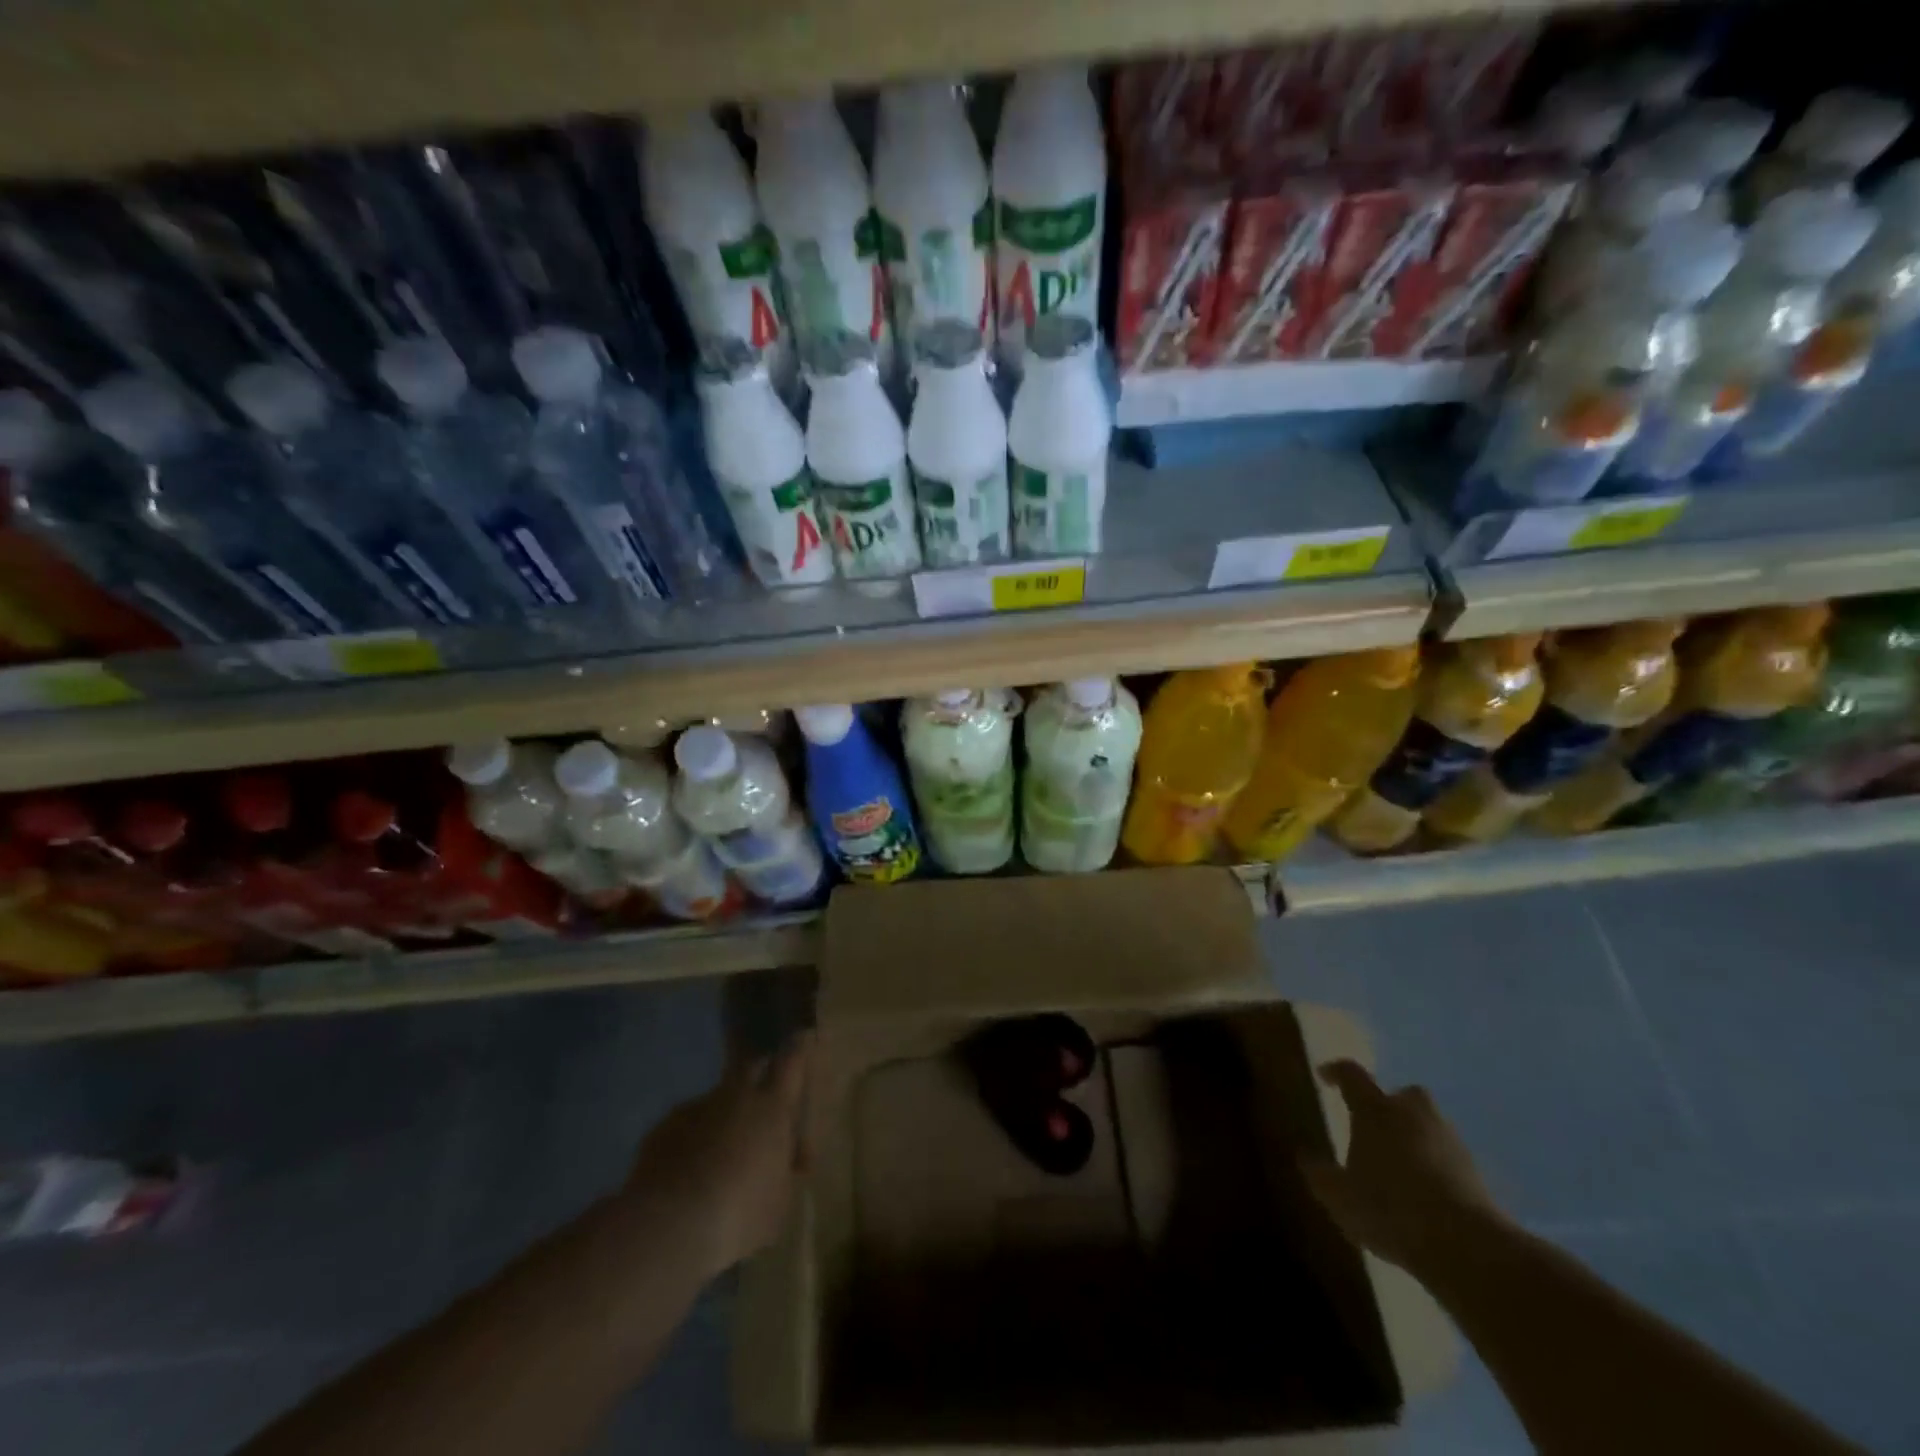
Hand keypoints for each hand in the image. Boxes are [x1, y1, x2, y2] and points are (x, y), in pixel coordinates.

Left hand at [622, 1035, 812, 1279]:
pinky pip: (685, 1126)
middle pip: (751, 1066)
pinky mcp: (663, 1128)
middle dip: (758, 1074)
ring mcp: (697, 1107)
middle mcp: (736, 1095)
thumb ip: (785, 1170)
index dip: (799, 1049)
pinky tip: (686, 1174)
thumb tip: (786, 1161)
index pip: (793, 1061)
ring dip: (722, 1119)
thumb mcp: (780, 1200)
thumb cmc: (740, 1212)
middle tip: (761, 1098)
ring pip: (716, 1101)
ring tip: (718, 1158)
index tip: (802, 1037)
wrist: (669, 1225)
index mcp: (773, 1107)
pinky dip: (691, 1141)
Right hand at [1301, 1059, 1505, 1275]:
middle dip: (1392, 1105)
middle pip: (1405, 1095)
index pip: (1352, 1075)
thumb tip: (1305, 1157)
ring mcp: (1451, 1142)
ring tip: (1400, 1167)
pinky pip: (1449, 1160)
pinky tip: (1426, 1195)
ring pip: (1430, 1127)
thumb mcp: (1339, 1197)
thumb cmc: (1390, 1208)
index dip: (1336, 1072)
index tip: (1324, 1076)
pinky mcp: (1478, 1175)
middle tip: (1376, 1126)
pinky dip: (1437, 1168)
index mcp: (1375, 1109)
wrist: (1467, 1247)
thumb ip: (1320, 1175)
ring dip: (1416, 1139)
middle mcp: (1414, 1114)